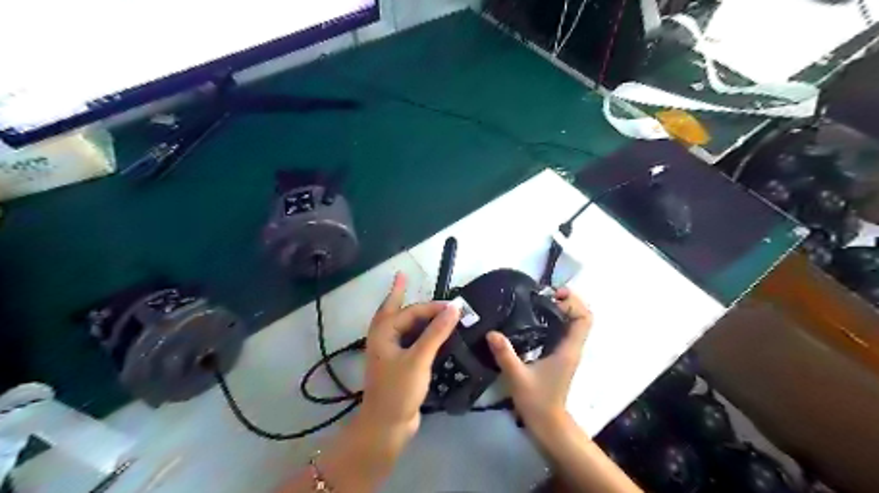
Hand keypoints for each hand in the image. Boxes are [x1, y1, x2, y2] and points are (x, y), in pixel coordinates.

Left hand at [360, 274, 462, 438]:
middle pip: (396, 311)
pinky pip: (411, 340)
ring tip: (427, 304)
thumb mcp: (418, 358)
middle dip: (402, 295)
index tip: (455, 306)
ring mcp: (391, 352)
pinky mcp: (400, 364)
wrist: (387, 426)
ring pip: (404, 326)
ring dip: (416, 315)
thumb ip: (436, 332)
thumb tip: (454, 308)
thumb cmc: (399, 390)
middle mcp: (385, 338)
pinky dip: (421, 333)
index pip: (411, 311)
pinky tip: (431, 333)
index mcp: (384, 332)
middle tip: (405, 277)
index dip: (433, 306)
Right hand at [487, 286, 589, 430]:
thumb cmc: (537, 402)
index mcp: (568, 350)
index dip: (574, 302)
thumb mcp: (518, 377)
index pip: (584, 318)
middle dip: (567, 301)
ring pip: (573, 323)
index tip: (553, 294)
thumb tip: (492, 332)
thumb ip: (506, 354)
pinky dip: (554, 320)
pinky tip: (533, 320)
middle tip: (543, 295)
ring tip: (537, 302)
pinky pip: (563, 331)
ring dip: (561, 309)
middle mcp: (572, 347)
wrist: (548, 424)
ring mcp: (567, 352)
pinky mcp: (560, 356)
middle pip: (581, 316)